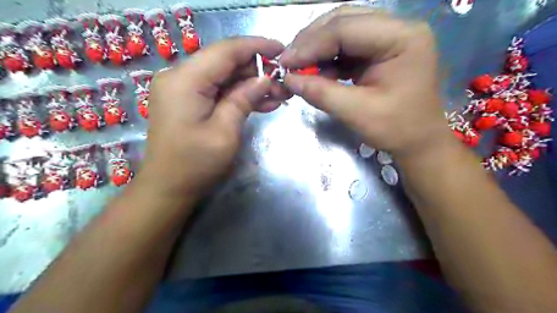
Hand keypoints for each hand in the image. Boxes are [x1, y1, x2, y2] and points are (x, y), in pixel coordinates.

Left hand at [137, 38, 291, 196]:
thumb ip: (243, 99)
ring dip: (251, 84)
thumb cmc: (196, 164)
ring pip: (224, 77)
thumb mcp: (225, 132)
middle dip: (256, 70)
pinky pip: (217, 91)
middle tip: (283, 81)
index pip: (226, 51)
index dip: (256, 46)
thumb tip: (264, 78)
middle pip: (224, 62)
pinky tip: (262, 103)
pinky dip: (238, 95)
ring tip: (279, 94)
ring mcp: (183, 89)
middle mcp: (180, 77)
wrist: (168, 188)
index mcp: (185, 80)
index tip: (282, 50)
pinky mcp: (188, 101)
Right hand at [281, 7, 454, 158]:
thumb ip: (321, 93)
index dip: (311, 44)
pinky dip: (327, 58)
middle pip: (344, 21)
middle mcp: (397, 28)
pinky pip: (346, 47)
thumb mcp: (357, 113)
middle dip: (312, 41)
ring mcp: (389, 38)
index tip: (285, 62)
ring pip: (342, 31)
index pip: (346, 29)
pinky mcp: (379, 51)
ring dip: (317, 48)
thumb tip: (288, 79)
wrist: (418, 141)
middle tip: (289, 62)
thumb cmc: (397, 129)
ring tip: (298, 68)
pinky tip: (315, 72)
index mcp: (402, 38)